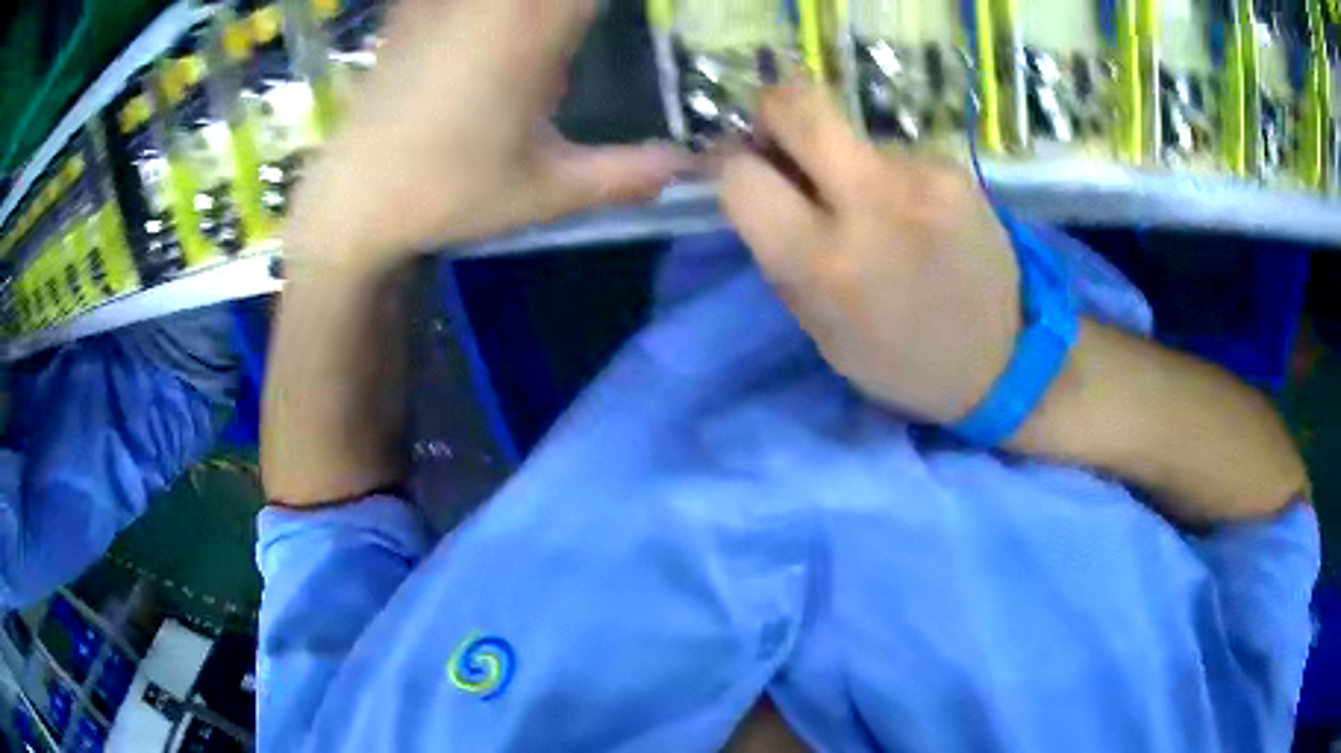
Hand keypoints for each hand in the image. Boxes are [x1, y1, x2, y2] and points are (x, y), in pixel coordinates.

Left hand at [286, 0, 688, 267]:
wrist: (351, 202)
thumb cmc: (448, 195)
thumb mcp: (546, 192)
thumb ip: (625, 174)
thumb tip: (689, 169)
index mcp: (533, 28)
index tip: (661, 8)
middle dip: (575, 5)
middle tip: (582, 25)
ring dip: (542, 6)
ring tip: (555, 26)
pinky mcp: (411, 8)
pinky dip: (489, 9)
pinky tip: (492, 24)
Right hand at [719, 82, 1019, 424]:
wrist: (1004, 360)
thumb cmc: (899, 360)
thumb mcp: (819, 328)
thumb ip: (778, 251)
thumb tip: (755, 180)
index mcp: (823, 262)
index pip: (741, 175)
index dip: (730, 168)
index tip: (747, 176)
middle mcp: (870, 203)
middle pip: (795, 104)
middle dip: (773, 111)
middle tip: (782, 140)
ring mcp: (921, 176)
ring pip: (849, 133)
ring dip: (842, 159)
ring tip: (877, 208)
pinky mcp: (954, 168)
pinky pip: (895, 153)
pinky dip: (889, 174)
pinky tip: (916, 213)